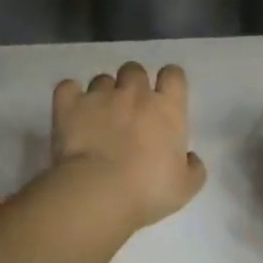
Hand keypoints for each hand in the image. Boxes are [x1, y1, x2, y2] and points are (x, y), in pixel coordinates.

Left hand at [50, 62, 207, 233]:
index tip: (165, 95)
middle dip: (132, 83)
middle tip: (129, 108)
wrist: (98, 192)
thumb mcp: (185, 188)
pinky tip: (71, 109)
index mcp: (167, 108)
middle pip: (135, 70)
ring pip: (102, 79)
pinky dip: (70, 95)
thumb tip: (191, 158)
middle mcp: (134, 93)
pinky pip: (68, 87)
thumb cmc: (148, 190)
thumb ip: (193, 168)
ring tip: (98, 116)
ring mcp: (99, 96)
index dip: (169, 80)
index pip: (173, 74)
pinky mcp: (69, 105)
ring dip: (102, 93)